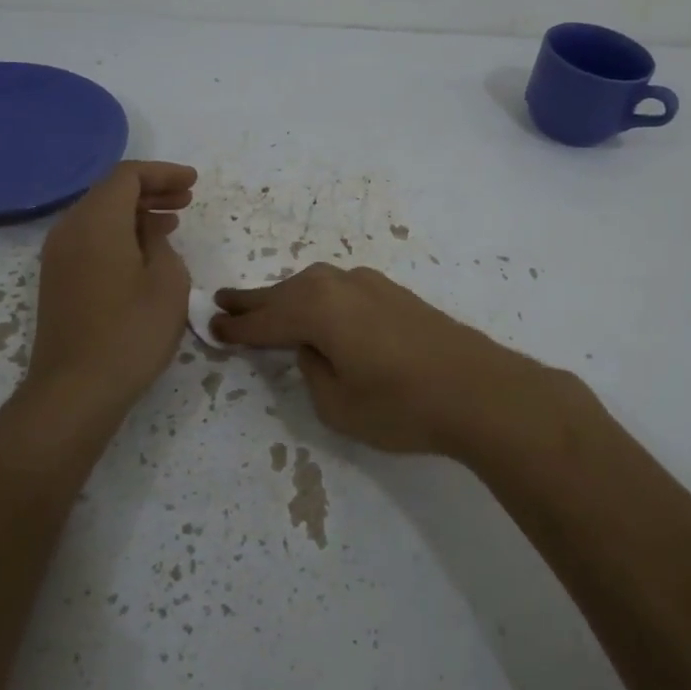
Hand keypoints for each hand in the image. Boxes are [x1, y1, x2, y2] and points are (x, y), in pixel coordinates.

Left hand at [26, 161, 195, 412]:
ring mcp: (58, 256)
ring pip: (99, 216)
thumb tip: (148, 233)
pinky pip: (90, 239)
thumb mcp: (167, 281)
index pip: (127, 176)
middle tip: (187, 199)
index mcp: (97, 221)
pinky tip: (145, 252)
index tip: (193, 182)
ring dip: (136, 213)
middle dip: (150, 190)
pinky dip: (120, 234)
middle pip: (109, 192)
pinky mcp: (58, 280)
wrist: (77, 389)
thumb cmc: (131, 332)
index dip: (163, 173)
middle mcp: (70, 229)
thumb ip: (160, 243)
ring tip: (172, 221)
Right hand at [211, 264, 576, 462]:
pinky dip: (318, 299)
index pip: (264, 320)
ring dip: (286, 297)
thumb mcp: (337, 404)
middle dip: (253, 301)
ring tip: (263, 305)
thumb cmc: (401, 405)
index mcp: (317, 310)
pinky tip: (317, 309)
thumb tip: (312, 348)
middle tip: (223, 300)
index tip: (210, 326)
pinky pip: (339, 290)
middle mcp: (339, 285)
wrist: (479, 389)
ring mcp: (370, 284)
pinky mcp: (393, 292)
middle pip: (285, 293)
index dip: (236, 327)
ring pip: (313, 287)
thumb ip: (312, 370)